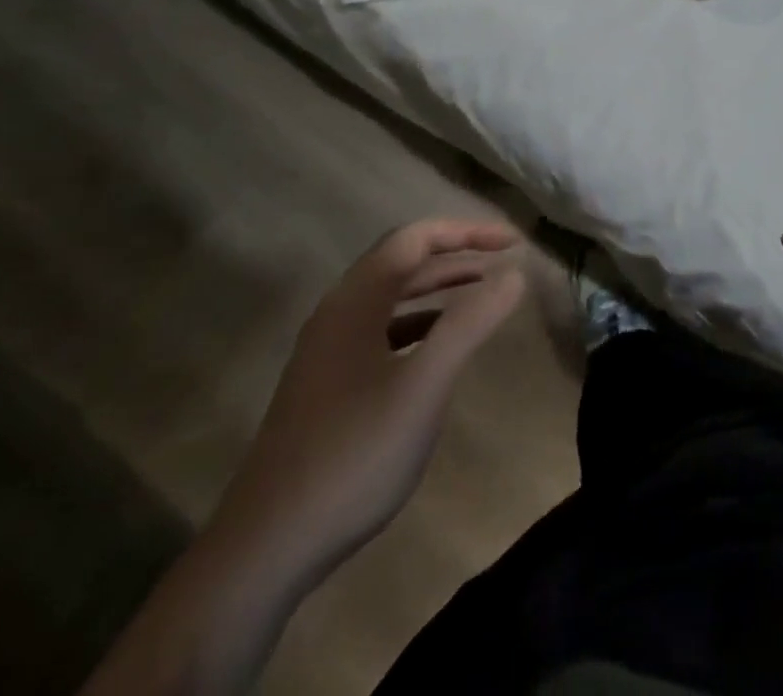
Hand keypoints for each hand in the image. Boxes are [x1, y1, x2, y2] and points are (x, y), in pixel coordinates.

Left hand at [210, 219, 526, 589]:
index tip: (513, 244)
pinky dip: (420, 324)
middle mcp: (337, 316)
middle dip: (456, 255)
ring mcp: (328, 353)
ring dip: (439, 288)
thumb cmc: (354, 454)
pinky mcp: (327, 387)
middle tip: (504, 262)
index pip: (415, 239)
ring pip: (392, 299)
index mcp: (355, 302)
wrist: (266, 549)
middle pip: (402, 262)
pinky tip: (442, 349)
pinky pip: (383, 332)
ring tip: (483, 296)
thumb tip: (515, 275)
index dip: (467, 232)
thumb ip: (471, 323)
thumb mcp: (424, 385)